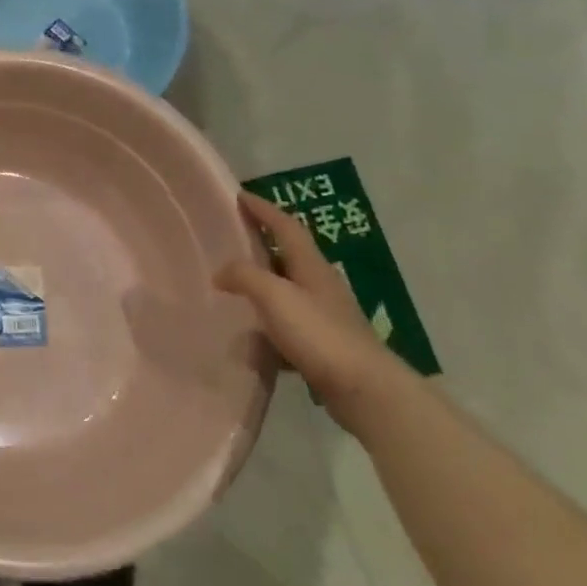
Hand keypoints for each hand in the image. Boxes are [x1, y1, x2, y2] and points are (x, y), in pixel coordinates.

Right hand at [215, 189, 407, 429]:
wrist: (365, 390)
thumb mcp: (274, 297)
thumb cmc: (319, 334)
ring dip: (264, 284)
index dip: (263, 209)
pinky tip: (252, 338)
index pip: (286, 226)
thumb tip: (221, 272)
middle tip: (233, 236)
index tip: (241, 195)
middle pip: (289, 254)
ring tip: (235, 286)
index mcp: (311, 266)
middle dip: (263, 242)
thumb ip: (244, 277)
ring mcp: (326, 315)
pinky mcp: (325, 345)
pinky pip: (289, 324)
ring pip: (288, 290)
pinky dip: (269, 323)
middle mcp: (320, 285)